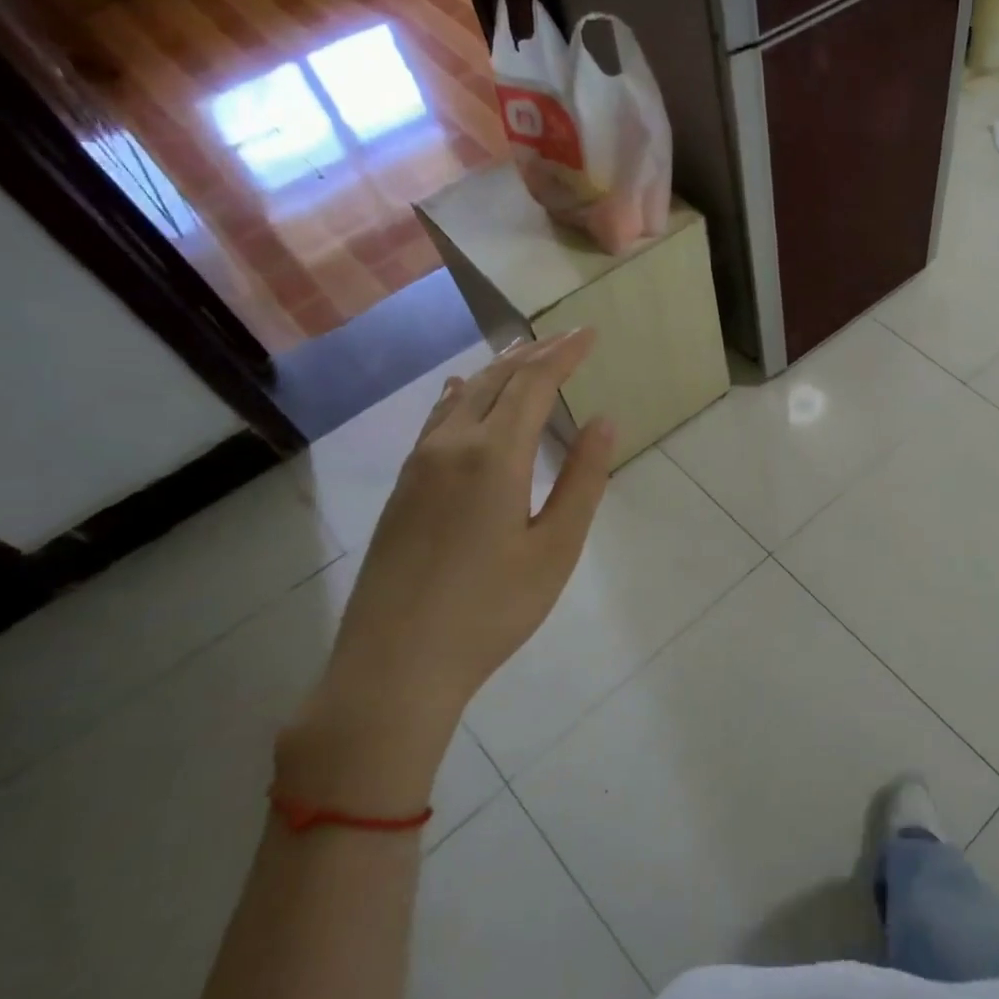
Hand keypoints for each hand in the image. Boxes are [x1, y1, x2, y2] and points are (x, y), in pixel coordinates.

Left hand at [279, 330, 613, 813]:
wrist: (394, 665)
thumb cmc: (491, 610)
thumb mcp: (555, 548)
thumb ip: (582, 480)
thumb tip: (604, 422)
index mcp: (493, 456)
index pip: (533, 384)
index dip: (564, 354)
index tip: (591, 333)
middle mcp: (450, 447)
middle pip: (495, 382)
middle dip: (534, 356)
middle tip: (566, 341)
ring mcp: (418, 467)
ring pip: (461, 398)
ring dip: (496, 372)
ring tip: (522, 356)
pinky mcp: (402, 490)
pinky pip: (436, 421)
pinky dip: (461, 396)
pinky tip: (460, 394)